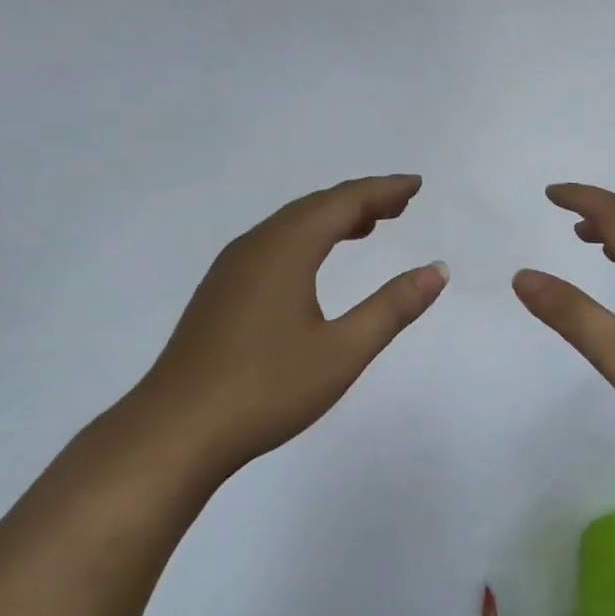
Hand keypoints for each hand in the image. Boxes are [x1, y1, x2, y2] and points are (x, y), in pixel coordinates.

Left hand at [124, 175, 447, 484]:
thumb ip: (392, 307)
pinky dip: (306, 241)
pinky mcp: (219, 294)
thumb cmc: (267, 388)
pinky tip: (314, 265)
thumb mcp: (343, 350)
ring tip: (367, 227)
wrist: (177, 430)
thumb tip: (437, 270)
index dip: (382, 191)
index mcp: (285, 250)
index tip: (415, 185)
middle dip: (359, 201)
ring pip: (289, 227)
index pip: (342, 203)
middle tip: (399, 205)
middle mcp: (255, 247)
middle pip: (314, 207)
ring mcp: (230, 270)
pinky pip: (271, 247)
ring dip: (331, 220)